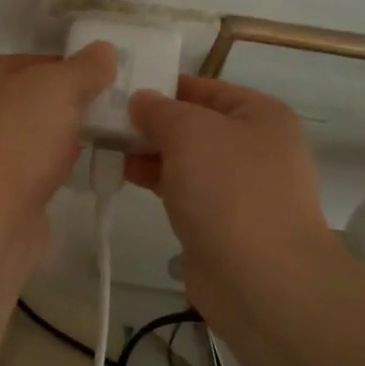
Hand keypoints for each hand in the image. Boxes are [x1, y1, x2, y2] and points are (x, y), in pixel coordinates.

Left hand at [0, 45, 117, 269]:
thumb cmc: (16, 138)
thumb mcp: (59, 88)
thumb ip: (85, 67)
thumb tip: (104, 51)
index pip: (27, 61)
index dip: (67, 70)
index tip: (102, 83)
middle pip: (25, 99)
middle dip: (64, 106)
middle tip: (104, 113)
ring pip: (25, 135)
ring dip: (56, 139)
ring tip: (96, 142)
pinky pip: (22, 168)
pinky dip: (44, 168)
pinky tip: (70, 172)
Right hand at [126, 76, 343, 323]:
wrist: (261, 279)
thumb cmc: (229, 189)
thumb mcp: (190, 132)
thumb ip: (160, 110)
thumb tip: (142, 100)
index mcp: (260, 115)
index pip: (203, 87)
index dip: (161, 86)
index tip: (117, 90)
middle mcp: (256, 146)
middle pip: (194, 124)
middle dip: (151, 123)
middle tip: (103, 122)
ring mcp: (241, 187)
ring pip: (187, 159)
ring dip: (149, 153)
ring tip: (106, 148)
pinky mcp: (223, 222)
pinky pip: (185, 190)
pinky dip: (158, 181)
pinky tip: (126, 177)